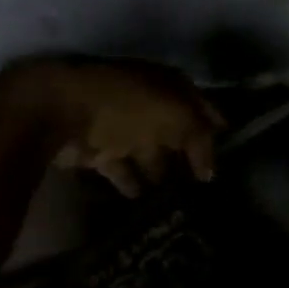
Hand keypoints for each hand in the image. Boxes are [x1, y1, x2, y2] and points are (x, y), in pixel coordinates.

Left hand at [0, 57, 224, 196]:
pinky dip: (134, 184)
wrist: (58, 110)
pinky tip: (148, 203)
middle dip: (189, 153)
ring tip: (182, 200)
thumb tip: (210, 172)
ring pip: (150, 153)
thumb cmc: (125, 104)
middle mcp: (146, 102)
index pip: (199, 104)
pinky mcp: (98, 151)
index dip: (215, 125)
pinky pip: (123, 171)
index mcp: (166, 84)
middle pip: (175, 131)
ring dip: (163, 173)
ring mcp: (120, 126)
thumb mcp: (176, 114)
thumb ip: (200, 139)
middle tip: (208, 184)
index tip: (230, 147)